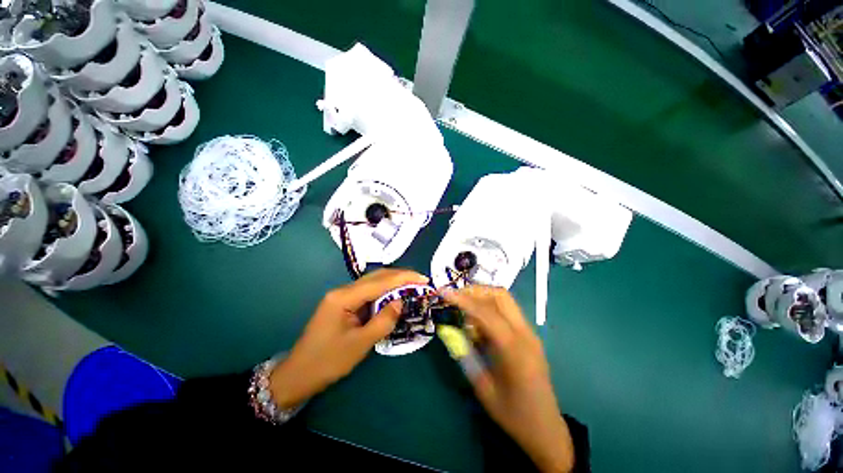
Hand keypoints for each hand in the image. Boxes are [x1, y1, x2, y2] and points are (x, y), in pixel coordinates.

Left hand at [270, 269, 428, 408]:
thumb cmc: (327, 361)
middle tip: (421, 280)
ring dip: (393, 282)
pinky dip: (384, 292)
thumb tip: (400, 303)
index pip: (379, 282)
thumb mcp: (359, 345)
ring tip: (412, 285)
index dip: (403, 278)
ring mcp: (342, 296)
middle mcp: (343, 291)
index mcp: (344, 297)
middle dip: (400, 276)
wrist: (298, 374)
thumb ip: (383, 321)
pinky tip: (394, 295)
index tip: (423, 279)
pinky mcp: (344, 303)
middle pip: (376, 276)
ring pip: (373, 282)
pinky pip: (368, 292)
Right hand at [443, 286, 574, 472]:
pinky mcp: (529, 335)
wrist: (546, 429)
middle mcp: (525, 334)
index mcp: (513, 349)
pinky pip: (508, 311)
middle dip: (475, 291)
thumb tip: (449, 330)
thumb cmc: (513, 414)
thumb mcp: (482, 388)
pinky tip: (479, 323)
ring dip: (483, 297)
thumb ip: (465, 354)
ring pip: (505, 300)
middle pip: (500, 296)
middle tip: (455, 297)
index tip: (443, 292)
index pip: (485, 312)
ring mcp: (530, 333)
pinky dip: (490, 308)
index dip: (462, 299)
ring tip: (464, 308)